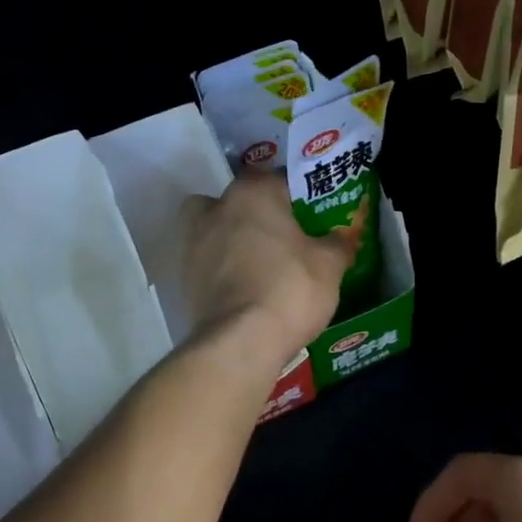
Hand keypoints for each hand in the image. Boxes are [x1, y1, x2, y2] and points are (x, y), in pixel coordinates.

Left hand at [181, 173, 351, 366]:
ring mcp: (193, 242)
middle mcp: (216, 208)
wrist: (240, 341)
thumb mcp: (329, 266)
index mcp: (253, 193)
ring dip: (230, 238)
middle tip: (279, 236)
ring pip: (213, 228)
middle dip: (254, 213)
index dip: (296, 196)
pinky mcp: (182, 276)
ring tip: (256, 263)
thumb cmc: (290, 289)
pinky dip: (219, 269)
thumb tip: (339, 237)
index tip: (309, 215)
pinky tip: (241, 288)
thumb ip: (336, 244)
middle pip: (237, 200)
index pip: (277, 180)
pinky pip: (206, 262)